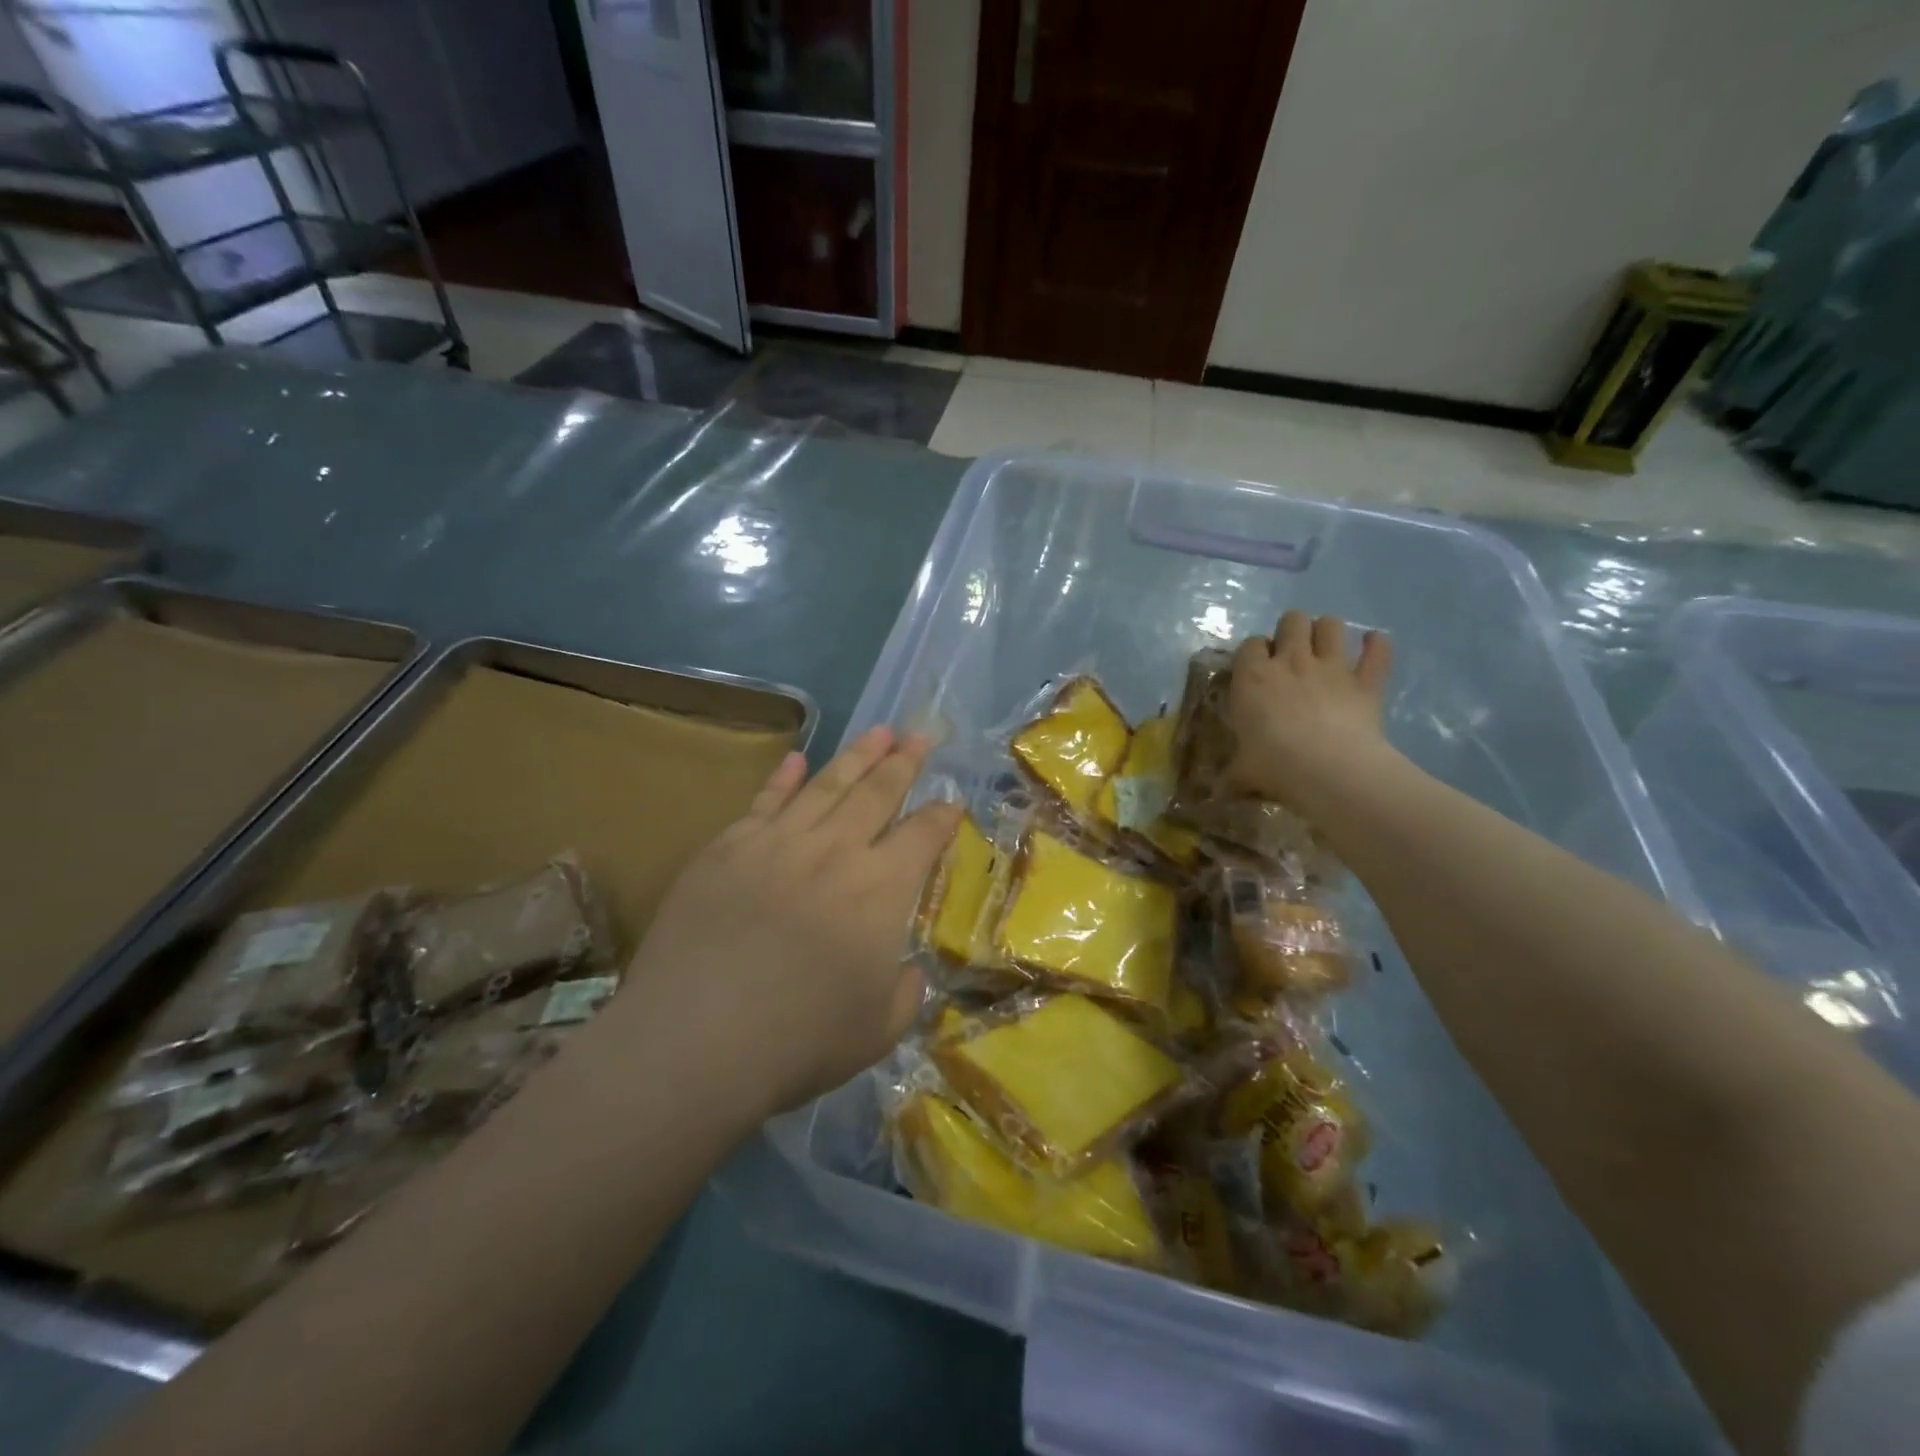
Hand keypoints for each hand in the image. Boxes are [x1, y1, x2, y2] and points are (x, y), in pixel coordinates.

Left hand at [610, 726, 959, 1120]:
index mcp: (881, 889)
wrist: (695, 1041)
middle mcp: (835, 851)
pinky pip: (764, 801)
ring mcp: (777, 843)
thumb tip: (906, 968)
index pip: (923, 835)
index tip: (952, 800)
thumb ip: (904, 991)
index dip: (943, 815)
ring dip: (857, 755)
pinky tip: (796, 758)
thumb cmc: (799, 1042)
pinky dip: (783, 777)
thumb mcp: (879, 1030)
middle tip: (920, 736)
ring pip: (826, 784)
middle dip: (905, 762)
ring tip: (878, 731)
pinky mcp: (727, 848)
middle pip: (878, 792)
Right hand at [1227, 610, 1395, 810]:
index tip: (1256, 669)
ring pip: (1331, 624)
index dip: (1254, 652)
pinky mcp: (1366, 681)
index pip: (1250, 644)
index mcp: (1253, 677)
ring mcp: (1332, 667)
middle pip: (1292, 620)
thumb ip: (1232, 777)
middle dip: (1292, 630)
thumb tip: (1216, 794)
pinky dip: (1378, 646)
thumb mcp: (1242, 774)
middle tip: (1291, 652)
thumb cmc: (1274, 765)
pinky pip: (1378, 651)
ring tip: (1327, 646)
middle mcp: (1291, 661)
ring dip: (1329, 631)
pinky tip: (1375, 645)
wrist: (1328, 770)